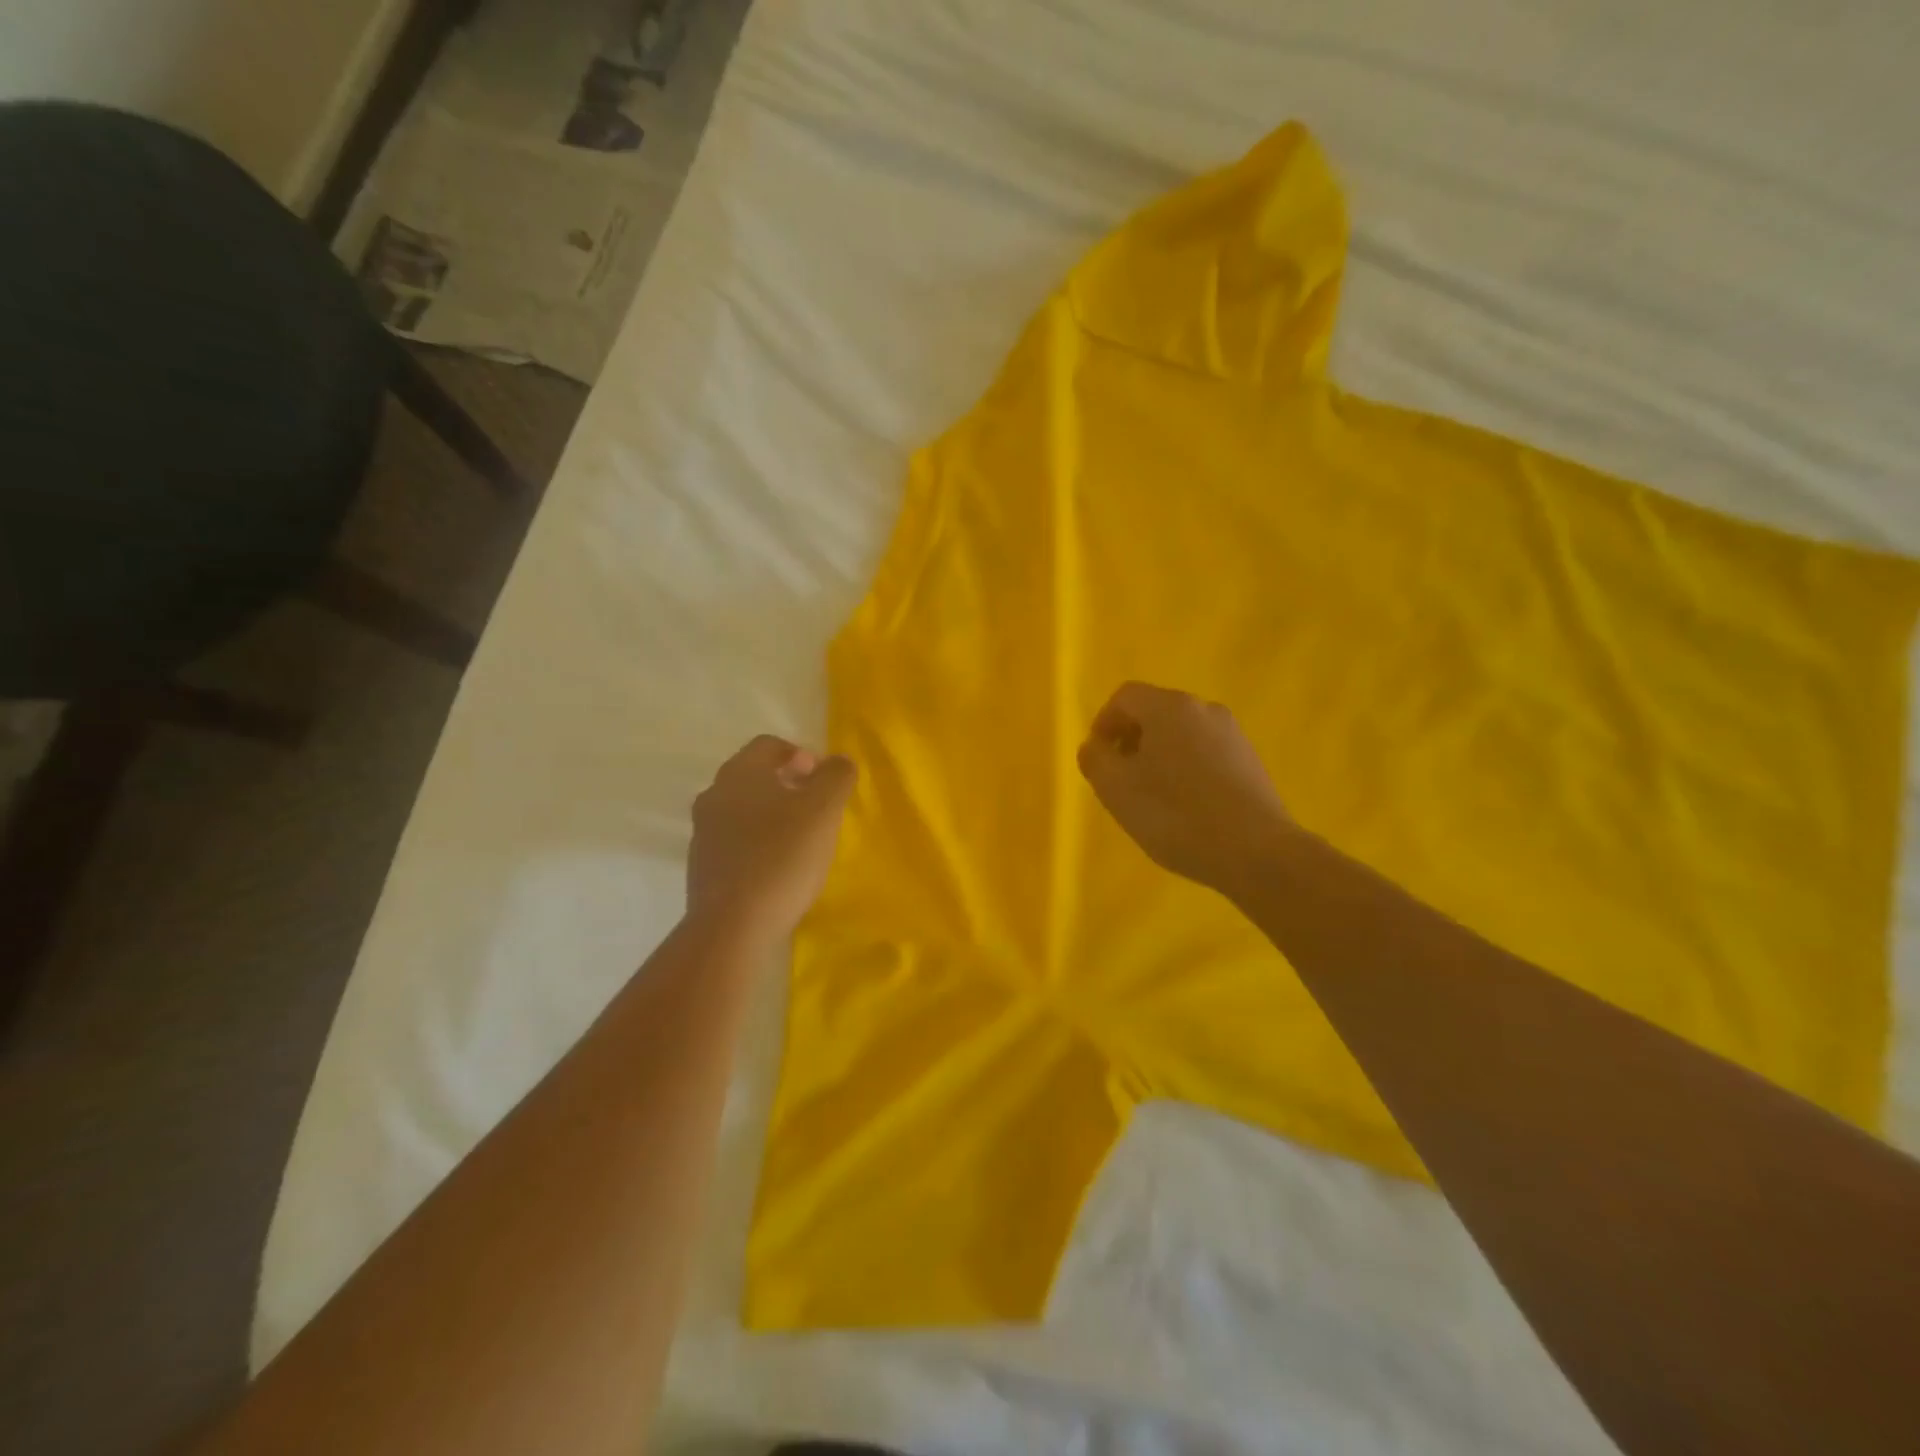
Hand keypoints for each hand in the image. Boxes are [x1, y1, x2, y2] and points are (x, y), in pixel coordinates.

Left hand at [688, 735, 856, 939]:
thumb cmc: (782, 857)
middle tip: (818, 806)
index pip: (769, 745)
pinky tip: (779, 866)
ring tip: (802, 838)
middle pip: (754, 775)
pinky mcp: (703, 866)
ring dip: (773, 813)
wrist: (732, 925)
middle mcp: (714, 795)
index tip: (824, 778)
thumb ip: (836, 777)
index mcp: (740, 773)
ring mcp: (703, 832)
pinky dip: (759, 841)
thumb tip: (838, 762)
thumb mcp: (823, 810)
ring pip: (744, 808)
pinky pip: (736, 840)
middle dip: (788, 784)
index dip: (801, 754)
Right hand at [1077, 682, 1293, 898]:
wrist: (1256, 852)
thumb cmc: (1176, 815)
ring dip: (1158, 755)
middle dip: (1130, 739)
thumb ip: (1095, 759)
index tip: (1098, 759)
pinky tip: (1184, 805)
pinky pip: (1204, 752)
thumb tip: (1095, 746)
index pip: (1124, 697)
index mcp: (1169, 707)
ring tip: (1151, 796)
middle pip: (1154, 711)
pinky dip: (1185, 768)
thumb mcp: (1116, 789)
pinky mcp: (1250, 760)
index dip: (1103, 723)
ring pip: (1181, 733)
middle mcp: (1204, 709)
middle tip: (1120, 778)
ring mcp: (1232, 734)